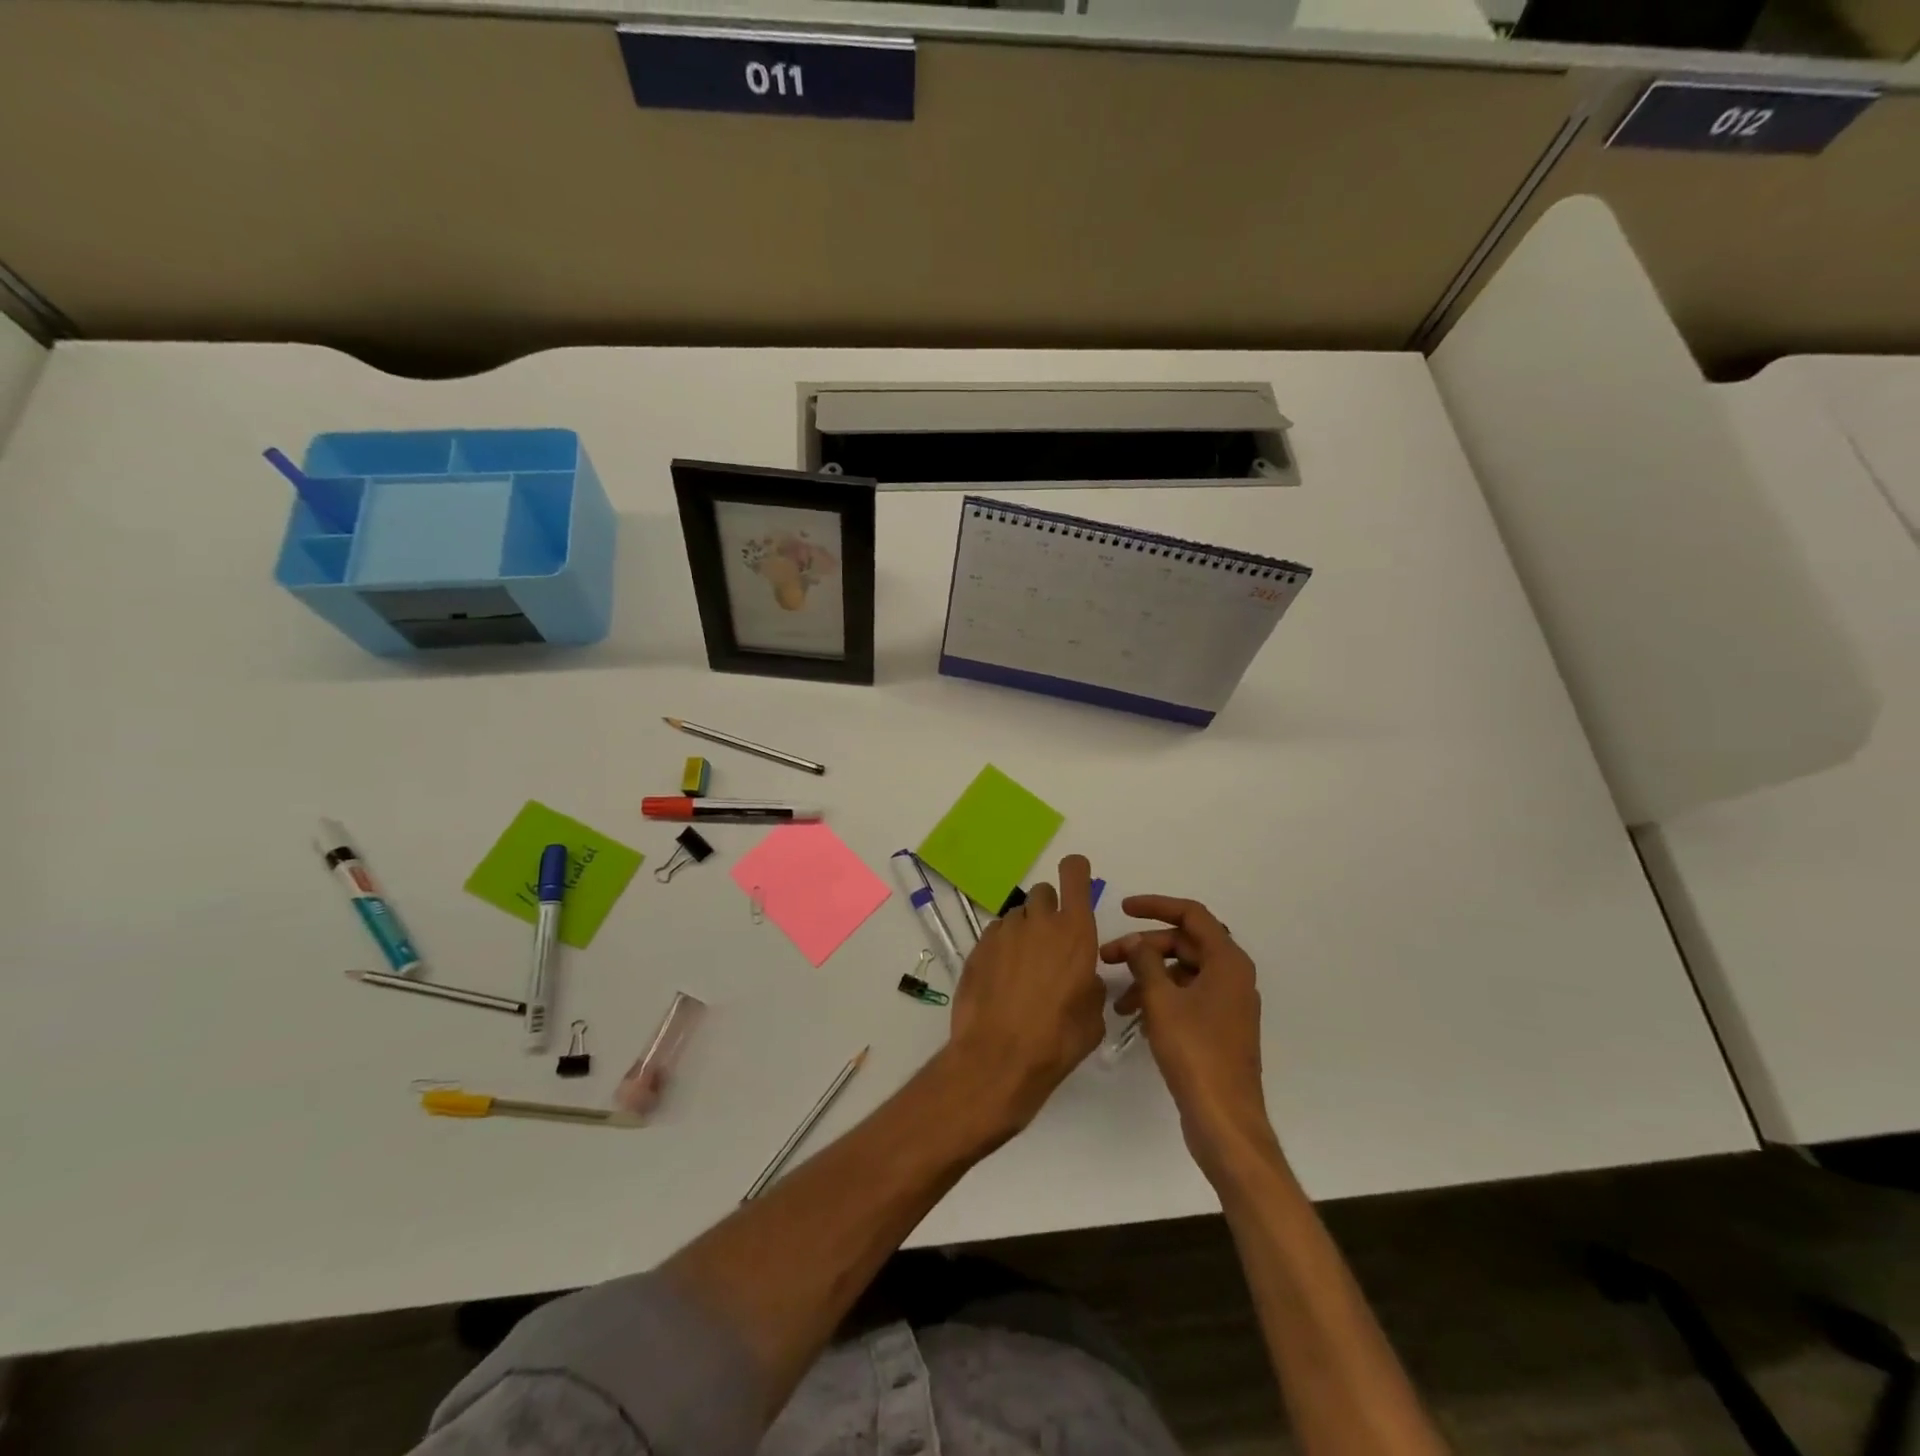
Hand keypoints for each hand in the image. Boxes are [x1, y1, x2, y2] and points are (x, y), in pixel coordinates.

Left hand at [946, 855, 1106, 1136]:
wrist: (999, 1057)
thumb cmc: (1057, 1039)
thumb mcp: (1093, 1016)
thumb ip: (1090, 984)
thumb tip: (1082, 977)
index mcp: (1075, 932)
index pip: (1074, 874)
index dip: (1075, 870)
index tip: (1075, 877)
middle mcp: (1039, 922)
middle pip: (1043, 892)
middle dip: (1048, 908)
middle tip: (1049, 941)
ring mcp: (1004, 932)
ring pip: (1017, 915)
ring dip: (1024, 930)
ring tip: (1023, 967)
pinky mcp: (978, 947)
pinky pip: (995, 934)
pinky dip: (1001, 947)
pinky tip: (1002, 978)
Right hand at [1101, 896, 1278, 1181]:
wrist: (1224, 1119)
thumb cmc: (1195, 1052)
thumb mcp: (1161, 1001)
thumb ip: (1145, 962)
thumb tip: (1137, 942)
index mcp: (1227, 962)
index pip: (1191, 915)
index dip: (1156, 906)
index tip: (1123, 908)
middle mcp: (1232, 976)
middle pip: (1184, 943)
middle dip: (1144, 948)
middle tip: (1108, 958)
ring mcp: (1227, 1003)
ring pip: (1182, 972)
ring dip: (1148, 977)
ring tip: (1118, 999)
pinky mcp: (1219, 1027)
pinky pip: (1186, 997)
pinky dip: (1161, 998)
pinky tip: (1135, 1018)